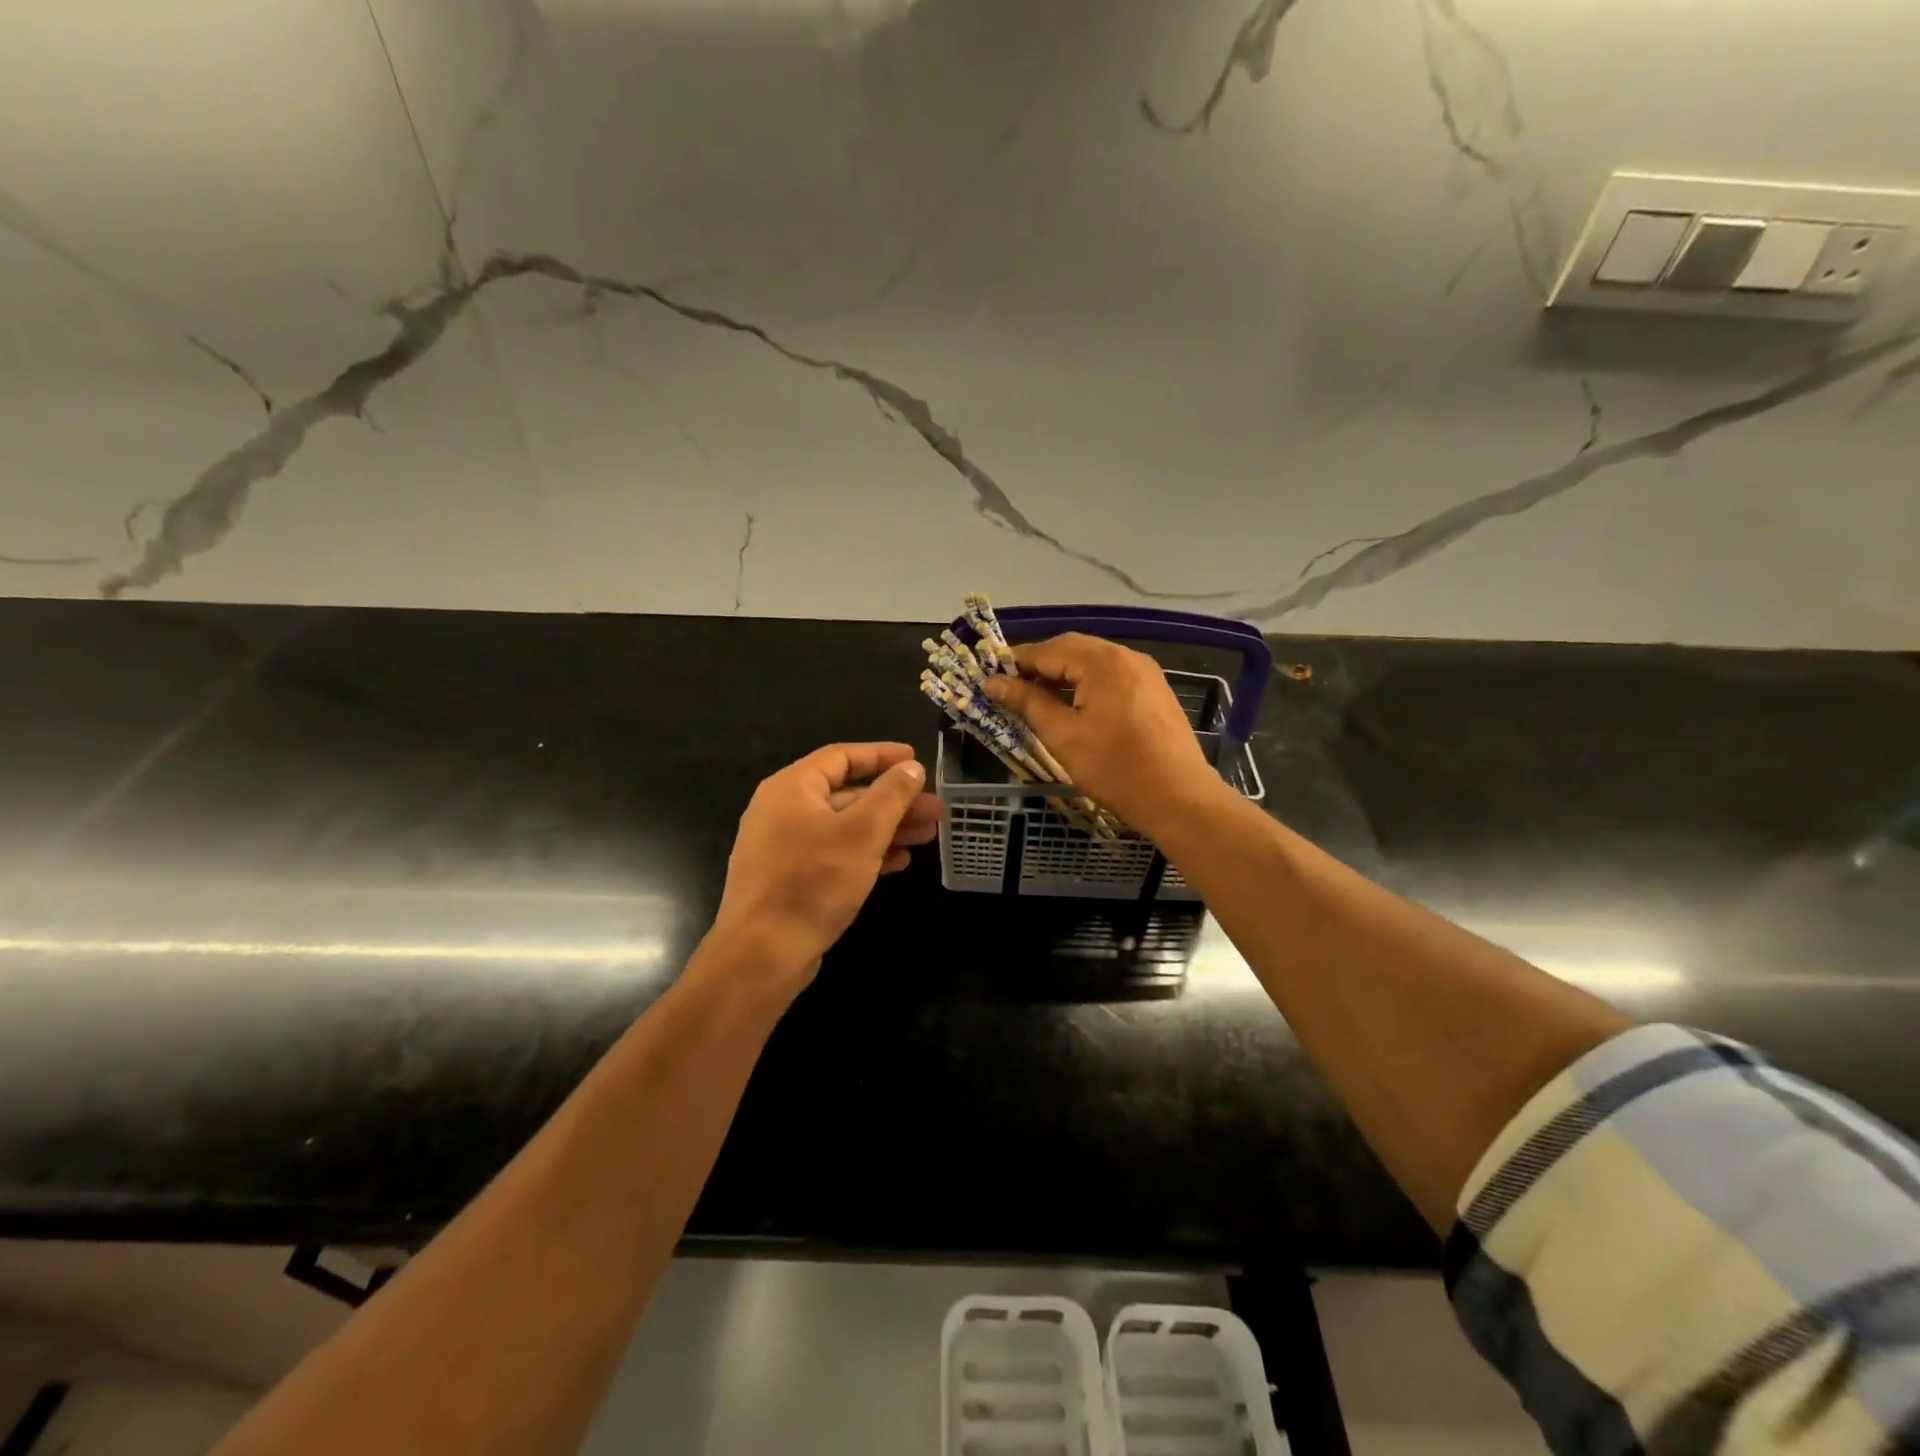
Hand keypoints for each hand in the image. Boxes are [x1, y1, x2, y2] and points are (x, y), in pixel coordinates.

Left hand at [709, 743, 939, 992]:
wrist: (763, 954)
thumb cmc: (813, 882)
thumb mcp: (862, 833)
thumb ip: (890, 795)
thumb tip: (911, 767)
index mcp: (792, 788)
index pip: (842, 757)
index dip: (882, 756)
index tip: (917, 760)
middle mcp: (783, 810)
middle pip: (847, 794)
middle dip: (894, 801)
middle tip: (935, 810)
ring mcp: (784, 846)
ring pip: (844, 827)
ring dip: (886, 829)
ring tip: (928, 836)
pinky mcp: (790, 878)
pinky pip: (834, 853)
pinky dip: (866, 853)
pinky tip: (899, 862)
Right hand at [983, 634, 1224, 836]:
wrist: (1178, 798)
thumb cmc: (1115, 767)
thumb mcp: (1063, 735)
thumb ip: (1027, 702)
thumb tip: (992, 682)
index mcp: (1102, 662)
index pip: (1047, 650)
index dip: (1015, 662)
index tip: (988, 676)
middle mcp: (1126, 656)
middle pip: (1072, 649)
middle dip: (1038, 665)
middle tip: (1009, 687)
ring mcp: (1145, 672)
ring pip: (1093, 662)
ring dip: (1062, 674)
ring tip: (1036, 698)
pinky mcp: (1154, 691)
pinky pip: (1111, 676)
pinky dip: (1086, 683)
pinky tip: (1073, 706)